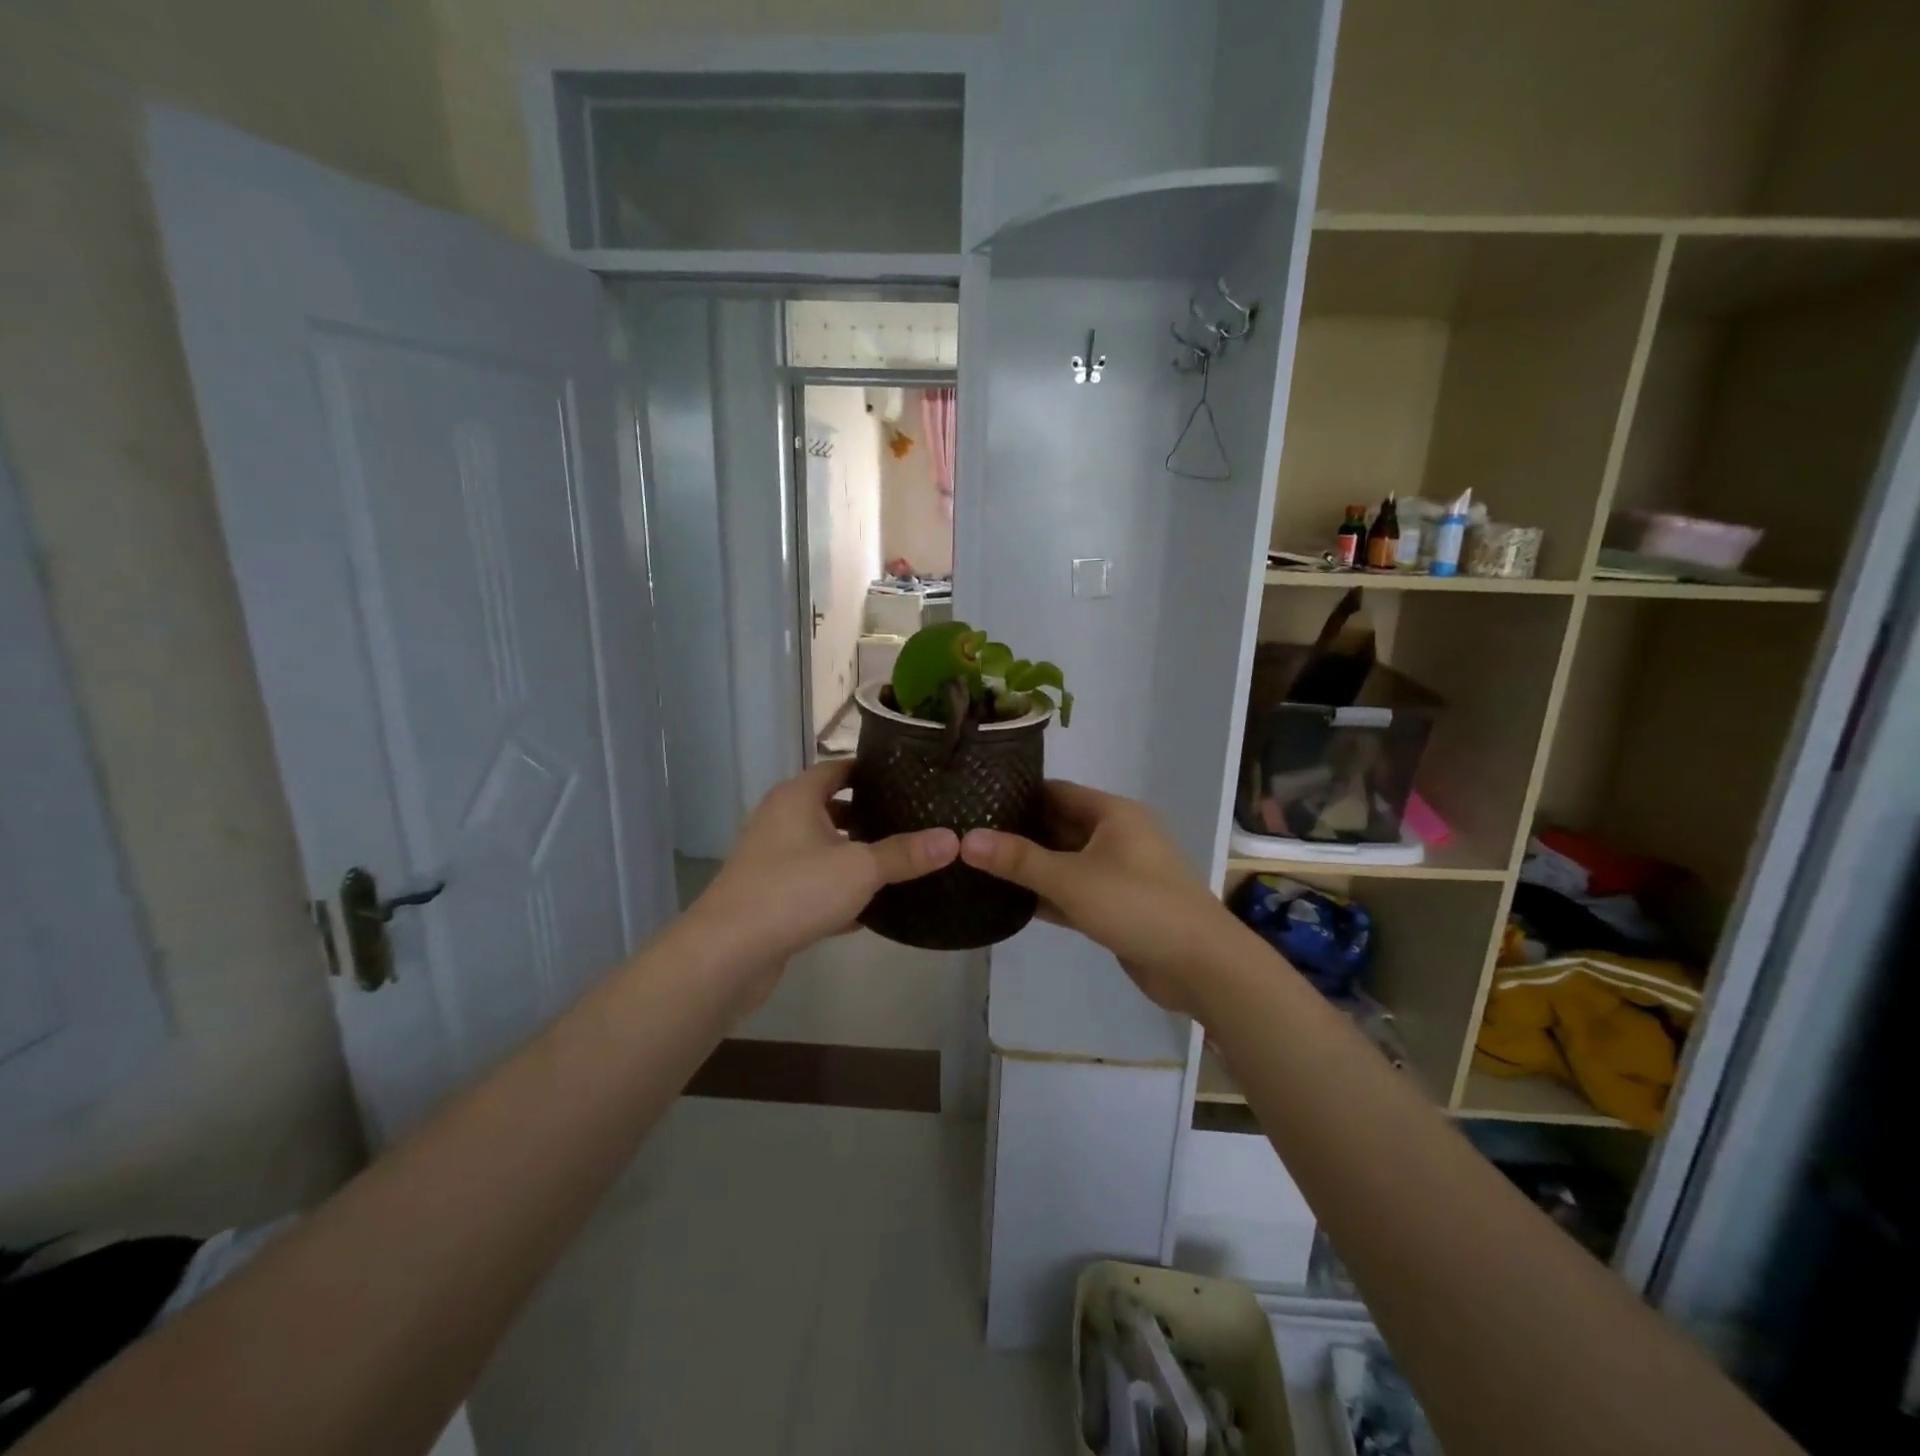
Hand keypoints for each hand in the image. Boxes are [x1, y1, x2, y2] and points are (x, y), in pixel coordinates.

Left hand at [681, 761, 958, 1004]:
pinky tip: (872, 909)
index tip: (910, 779)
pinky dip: (839, 891)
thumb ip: (905, 853)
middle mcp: (781, 820)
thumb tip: (953, 839)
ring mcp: (772, 859)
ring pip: (824, 849)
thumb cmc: (794, 891)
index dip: (873, 772)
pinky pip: (814, 884)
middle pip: (832, 808)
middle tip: (915, 821)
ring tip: (901, 862)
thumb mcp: (860, 868)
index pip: (840, 768)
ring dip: (855, 855)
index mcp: (798, 797)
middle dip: (870, 816)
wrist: (727, 953)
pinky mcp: (771, 896)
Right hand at [957, 781, 1232, 1016]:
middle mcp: (1116, 836)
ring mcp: (1118, 872)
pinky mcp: (1117, 906)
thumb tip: (965, 840)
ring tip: (978, 867)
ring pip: (1065, 861)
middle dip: (1018, 833)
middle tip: (967, 838)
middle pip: (1058, 826)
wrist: (1200, 965)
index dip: (1016, 795)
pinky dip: (1047, 895)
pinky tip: (1008, 902)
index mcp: (1112, 813)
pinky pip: (1074, 891)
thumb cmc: (1137, 905)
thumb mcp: (1071, 879)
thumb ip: (1018, 860)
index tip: (975, 802)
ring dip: (1030, 867)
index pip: (1055, 792)